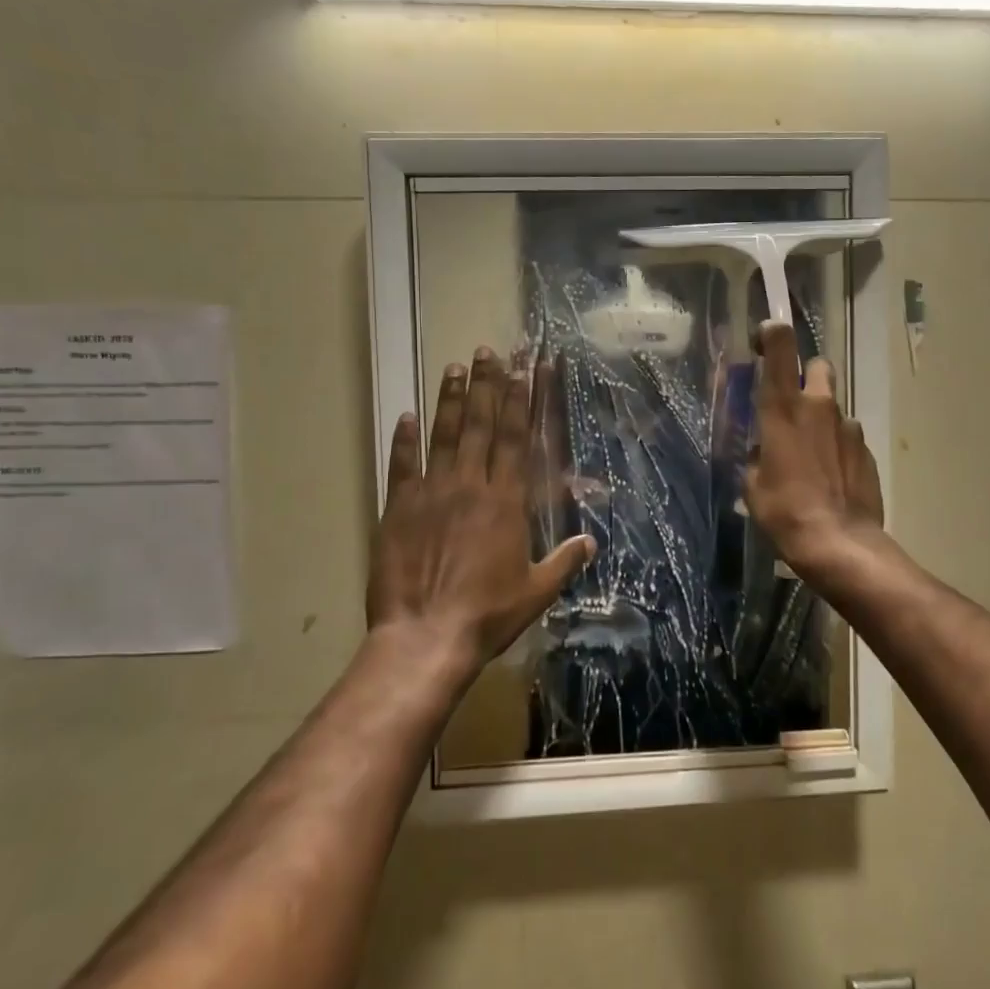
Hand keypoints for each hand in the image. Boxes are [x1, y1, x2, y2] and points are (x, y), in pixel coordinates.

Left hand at [367, 349, 595, 679]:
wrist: (425, 636)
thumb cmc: (488, 613)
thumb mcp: (537, 590)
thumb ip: (565, 561)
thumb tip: (591, 541)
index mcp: (505, 501)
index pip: (515, 439)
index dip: (519, 401)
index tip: (522, 370)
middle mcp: (469, 486)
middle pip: (480, 426)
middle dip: (487, 386)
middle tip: (487, 352)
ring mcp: (430, 494)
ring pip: (443, 436)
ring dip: (450, 400)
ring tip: (455, 368)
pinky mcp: (397, 509)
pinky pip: (402, 466)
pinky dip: (404, 440)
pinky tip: (406, 417)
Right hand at [743, 322, 884, 577]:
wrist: (838, 543)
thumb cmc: (784, 512)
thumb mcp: (753, 485)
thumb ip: (758, 455)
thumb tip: (766, 451)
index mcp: (782, 408)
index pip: (781, 347)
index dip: (773, 334)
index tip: (765, 339)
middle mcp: (818, 406)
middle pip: (818, 366)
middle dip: (806, 377)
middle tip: (793, 405)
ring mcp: (848, 426)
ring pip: (833, 406)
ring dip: (822, 420)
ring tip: (812, 457)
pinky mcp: (867, 450)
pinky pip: (848, 437)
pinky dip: (838, 448)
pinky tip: (832, 477)